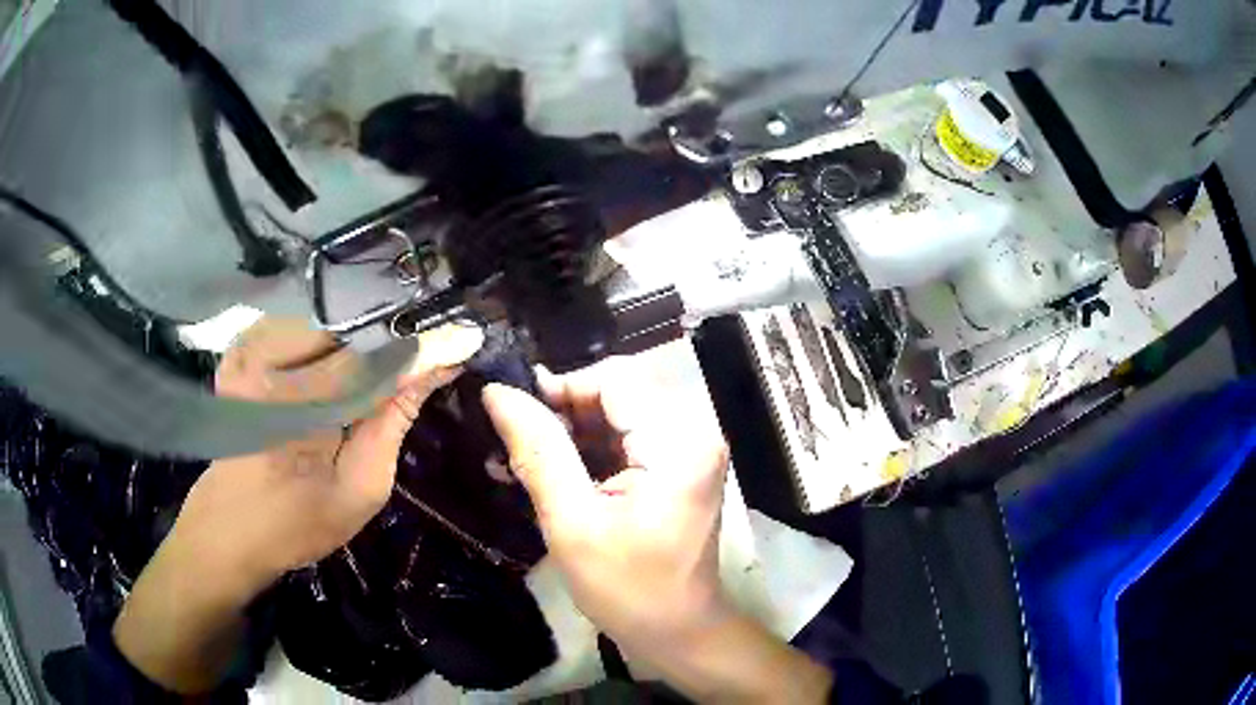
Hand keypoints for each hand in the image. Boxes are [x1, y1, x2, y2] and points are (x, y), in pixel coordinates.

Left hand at [178, 318, 483, 585]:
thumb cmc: (297, 523)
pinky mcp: (239, 350)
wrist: (230, 528)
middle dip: (385, 342)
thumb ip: (393, 421)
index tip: (460, 340)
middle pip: (345, 328)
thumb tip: (435, 369)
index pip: (370, 360)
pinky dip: (323, 339)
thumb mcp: (360, 488)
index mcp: (295, 407)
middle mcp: (265, 363)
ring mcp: (246, 351)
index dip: (418, 349)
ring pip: (321, 319)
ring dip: (354, 339)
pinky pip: (294, 325)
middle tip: (416, 361)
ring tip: (370, 373)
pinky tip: (330, 368)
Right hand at [484, 358, 831, 702]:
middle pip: (618, 392)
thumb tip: (496, 392)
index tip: (514, 416)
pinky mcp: (679, 466)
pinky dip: (588, 450)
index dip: (560, 387)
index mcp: (678, 442)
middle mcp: (694, 432)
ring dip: (571, 432)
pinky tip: (552, 472)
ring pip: (618, 414)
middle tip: (515, 444)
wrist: (678, 630)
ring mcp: (689, 449)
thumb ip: (537, 451)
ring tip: (523, 459)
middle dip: (562, 413)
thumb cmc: (627, 588)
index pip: (614, 379)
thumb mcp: (572, 522)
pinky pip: (627, 438)